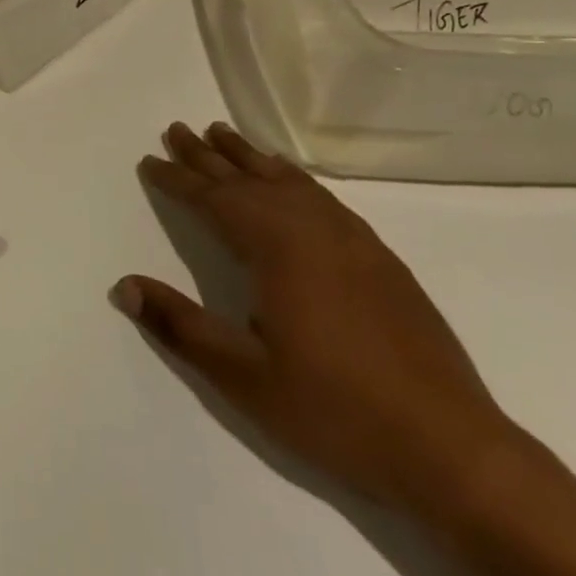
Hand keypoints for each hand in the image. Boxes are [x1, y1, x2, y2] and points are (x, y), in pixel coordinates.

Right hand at [115, 121, 517, 516]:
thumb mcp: (244, 378)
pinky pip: (321, 195)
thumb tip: (124, 287)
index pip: (214, 199)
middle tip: (178, 129)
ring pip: (287, 180)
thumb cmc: (335, 411)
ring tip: (223, 134)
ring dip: (249, 157)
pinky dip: (292, 176)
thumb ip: (181, 326)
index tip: (149, 160)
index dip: (178, 179)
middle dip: (208, 155)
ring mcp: (352, 239)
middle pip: (248, 178)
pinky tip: (289, 179)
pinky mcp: (379, 257)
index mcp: (277, 248)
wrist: (451, 447)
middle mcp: (312, 228)